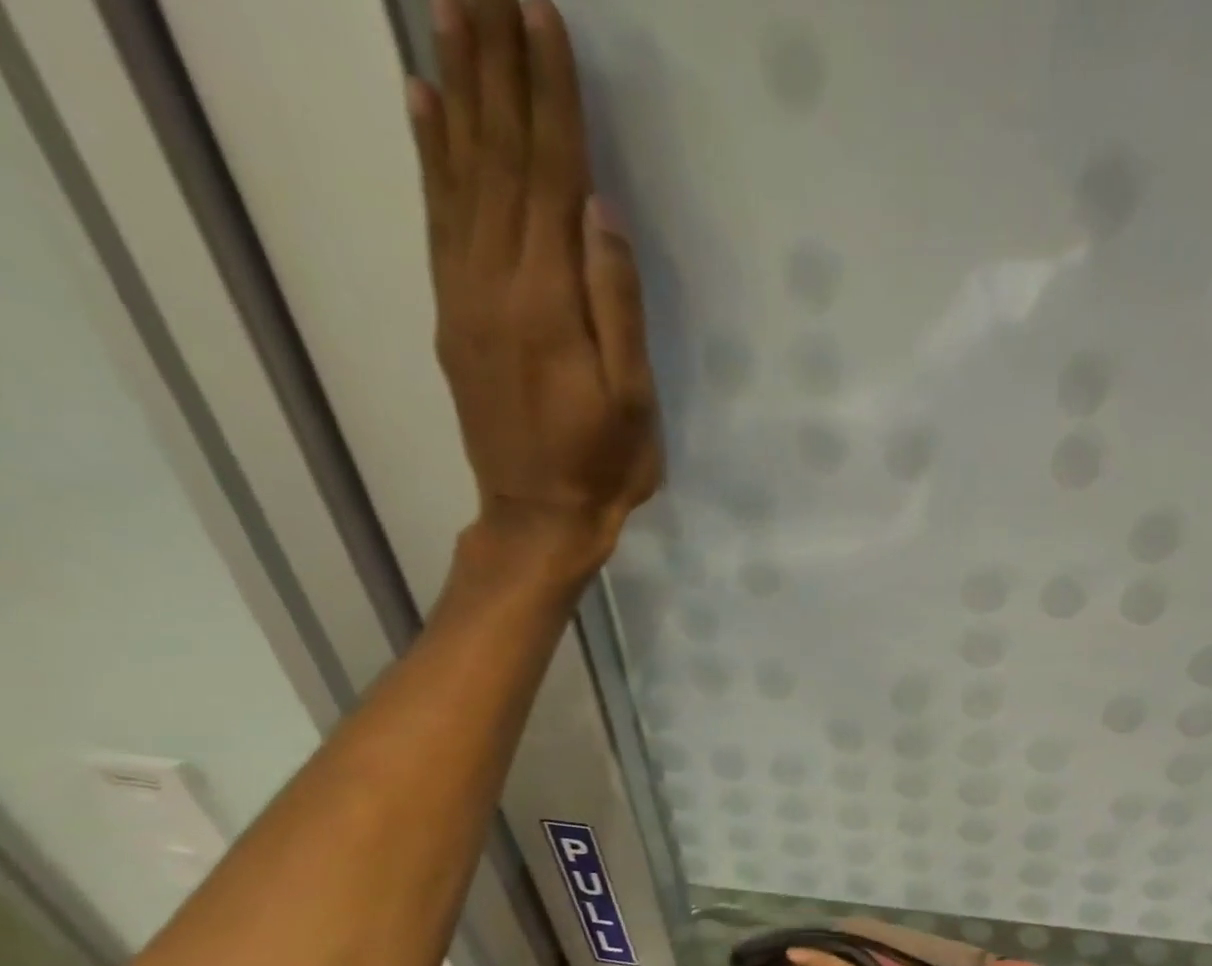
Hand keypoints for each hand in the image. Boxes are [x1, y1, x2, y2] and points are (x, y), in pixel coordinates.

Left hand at [407, 0, 659, 574]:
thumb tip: (599, 211)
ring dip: (458, 86)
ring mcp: (463, 292)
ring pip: (458, 170)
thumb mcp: (633, 400)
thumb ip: (617, 306)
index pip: (550, 176)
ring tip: (449, 7)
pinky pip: (437, 215)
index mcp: (548, 300)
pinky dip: (429, 151)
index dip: (549, 95)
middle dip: (496, 63)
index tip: (541, 13)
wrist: (536, 514)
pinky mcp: (451, 310)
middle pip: (497, 154)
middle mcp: (494, 278)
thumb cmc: (603, 466)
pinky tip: (423, 101)